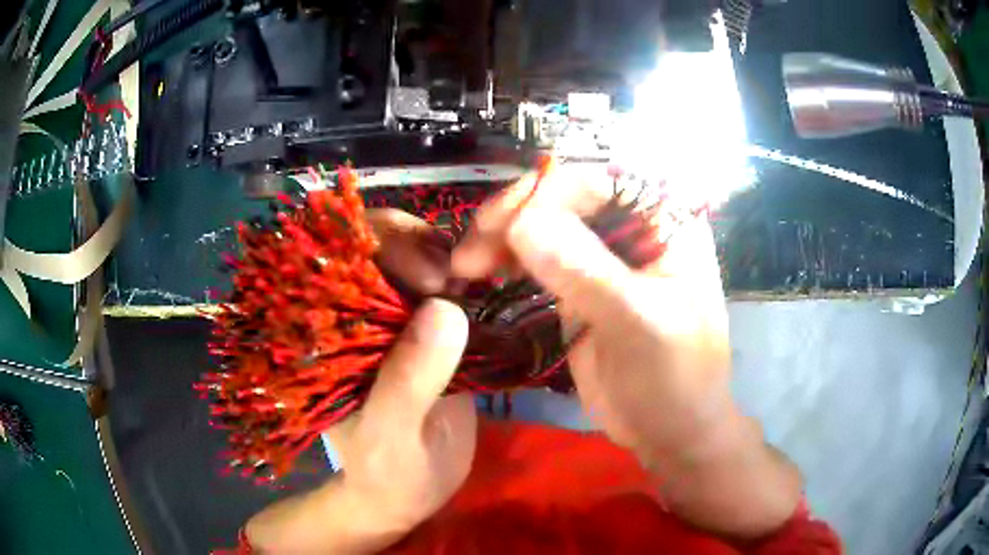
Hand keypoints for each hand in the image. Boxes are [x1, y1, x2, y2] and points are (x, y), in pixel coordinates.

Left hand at [247, 210, 475, 553]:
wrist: (411, 491)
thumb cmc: (388, 472)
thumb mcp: (391, 438)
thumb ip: (407, 381)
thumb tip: (445, 308)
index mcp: (324, 335)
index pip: (333, 258)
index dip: (378, 247)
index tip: (431, 278)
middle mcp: (352, 316)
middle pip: (375, 244)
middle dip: (417, 244)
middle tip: (456, 279)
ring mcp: (390, 318)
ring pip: (412, 256)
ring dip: (444, 256)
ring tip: (471, 284)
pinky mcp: (425, 329)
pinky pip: (442, 284)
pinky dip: (463, 276)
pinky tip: (478, 290)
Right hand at [453, 165, 730, 458]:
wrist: (668, 431)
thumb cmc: (676, 379)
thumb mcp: (640, 325)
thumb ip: (586, 273)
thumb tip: (522, 223)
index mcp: (667, 221)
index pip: (603, 179)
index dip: (550, 191)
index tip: (504, 227)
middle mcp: (635, 226)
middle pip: (567, 194)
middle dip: (517, 213)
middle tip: (472, 245)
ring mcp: (604, 254)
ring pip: (545, 222)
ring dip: (502, 235)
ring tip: (466, 263)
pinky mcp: (579, 284)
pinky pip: (536, 256)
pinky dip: (506, 258)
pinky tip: (480, 270)